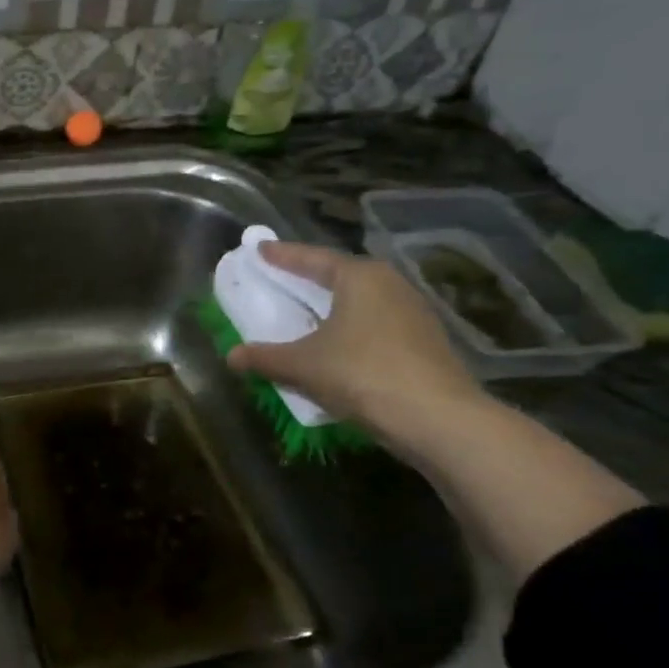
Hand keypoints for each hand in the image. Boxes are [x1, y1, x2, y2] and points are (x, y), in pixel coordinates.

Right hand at [227, 241, 482, 443]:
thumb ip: (265, 357)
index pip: (313, 258)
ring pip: (362, 302)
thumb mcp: (303, 365)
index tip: (261, 249)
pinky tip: (340, 346)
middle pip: (341, 276)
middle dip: (310, 278)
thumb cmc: (362, 373)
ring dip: (333, 307)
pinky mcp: (426, 342)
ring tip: (309, 314)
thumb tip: (231, 356)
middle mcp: (391, 285)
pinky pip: (377, 326)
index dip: (283, 255)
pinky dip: (352, 329)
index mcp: (360, 277)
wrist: (437, 418)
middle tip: (283, 278)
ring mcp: (414, 313)